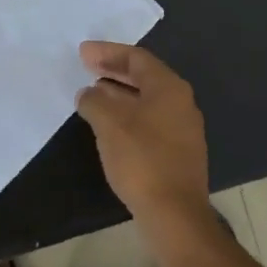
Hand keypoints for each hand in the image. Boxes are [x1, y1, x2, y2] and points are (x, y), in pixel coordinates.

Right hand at [75, 43, 209, 229]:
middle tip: (86, 67)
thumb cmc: (142, 159)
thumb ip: (95, 101)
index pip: (136, 58)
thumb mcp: (109, 124)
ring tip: (92, 94)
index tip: (83, 53)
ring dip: (119, 94)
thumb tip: (89, 93)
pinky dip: (128, 115)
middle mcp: (181, 102)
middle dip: (113, 70)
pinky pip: (149, 121)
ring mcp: (183, 128)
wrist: (174, 214)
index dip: (108, 52)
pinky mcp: (179, 152)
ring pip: (146, 100)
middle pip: (144, 77)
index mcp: (169, 87)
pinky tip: (109, 125)